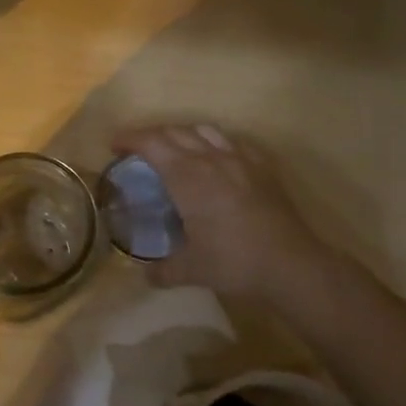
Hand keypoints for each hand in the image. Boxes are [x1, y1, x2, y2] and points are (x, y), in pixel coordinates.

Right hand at [111, 124, 328, 301]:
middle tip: (137, 149)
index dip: (130, 139)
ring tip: (174, 148)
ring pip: (205, 130)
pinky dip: (215, 142)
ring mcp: (240, 160)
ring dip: (182, 133)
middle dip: (152, 135)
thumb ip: (163, 270)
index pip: (152, 144)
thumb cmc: (233, 262)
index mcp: (187, 176)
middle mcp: (211, 159)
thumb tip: (147, 275)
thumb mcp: (191, 270)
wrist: (290, 264)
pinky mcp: (262, 168)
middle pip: (175, 132)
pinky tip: (216, 157)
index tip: (114, 145)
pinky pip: (233, 142)